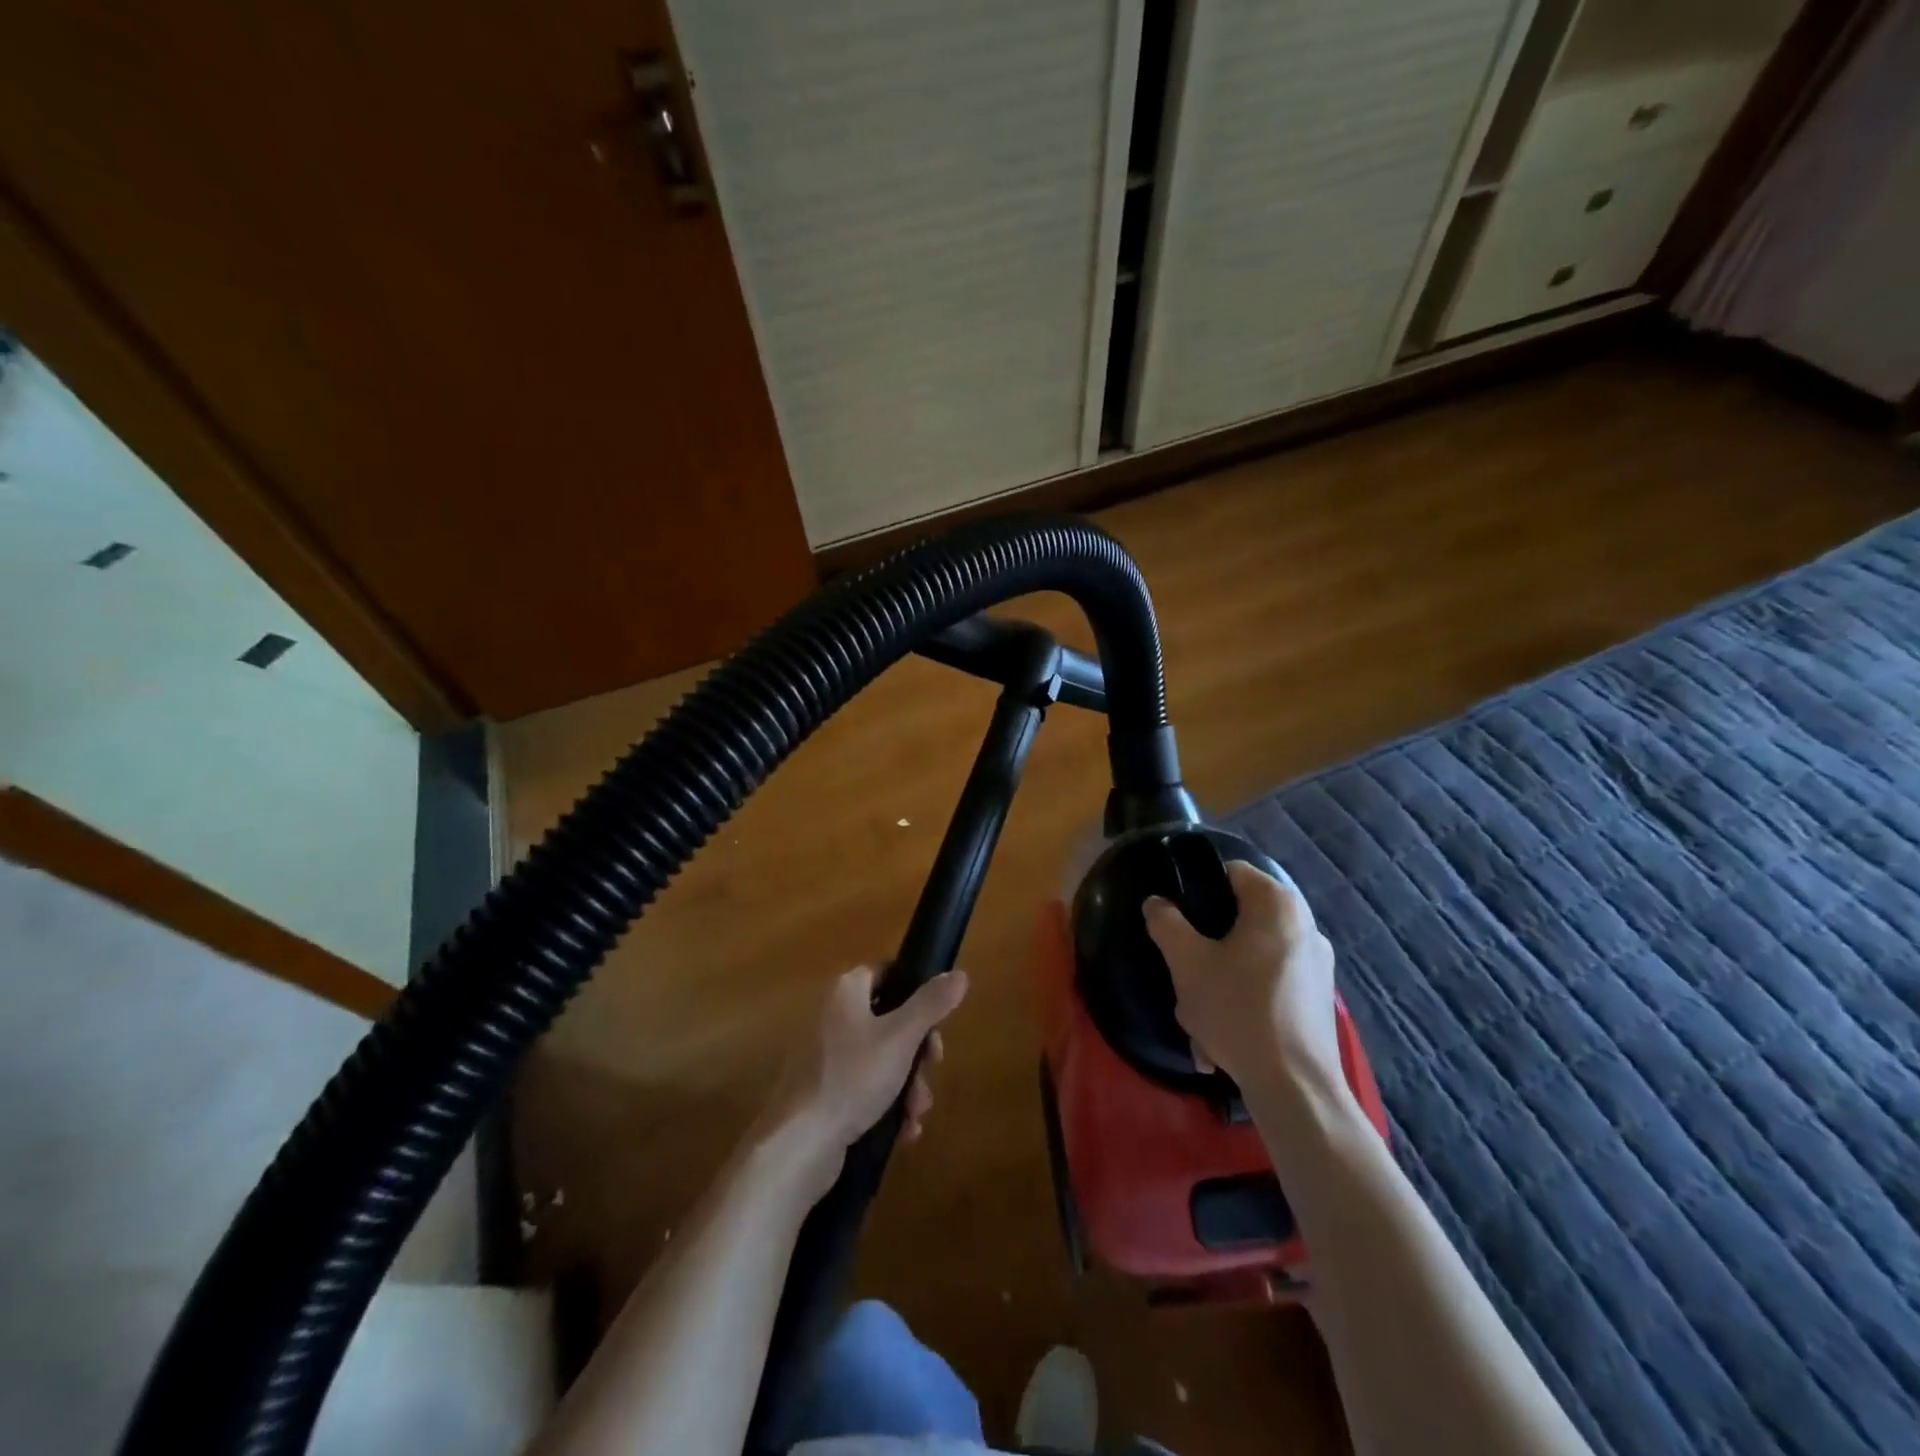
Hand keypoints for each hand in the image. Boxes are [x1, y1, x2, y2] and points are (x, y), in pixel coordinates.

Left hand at [764, 966, 968, 1194]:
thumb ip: (932, 1003)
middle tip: (931, 1072)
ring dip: (909, 1084)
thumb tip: (959, 973)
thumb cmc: (853, 1077)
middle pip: (891, 1019)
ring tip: (916, 1114)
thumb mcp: (901, 1037)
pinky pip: (866, 1086)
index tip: (937, 1022)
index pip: (889, 972)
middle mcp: (834, 1015)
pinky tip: (903, 1130)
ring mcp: (827, 1055)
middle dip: (918, 1053)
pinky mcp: (825, 1090)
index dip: (917, 992)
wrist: (799, 1144)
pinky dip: (888, 1104)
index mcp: (846, 991)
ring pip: (883, 1058)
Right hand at [1144, 863, 1345, 1103]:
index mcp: (1277, 905)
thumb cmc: (1238, 1010)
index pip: (1230, 872)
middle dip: (1207, 945)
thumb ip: (1166, 924)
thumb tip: (1157, 903)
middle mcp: (1305, 926)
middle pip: (1240, 919)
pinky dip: (1245, 1002)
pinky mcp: (1318, 1000)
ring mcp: (1317, 965)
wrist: (1295, 1088)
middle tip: (1185, 970)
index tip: (1176, 917)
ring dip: (1222, 980)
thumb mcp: (1187, 963)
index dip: (1197, 887)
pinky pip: (1269, 987)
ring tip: (1200, 1017)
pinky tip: (1224, 1040)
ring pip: (1252, 958)